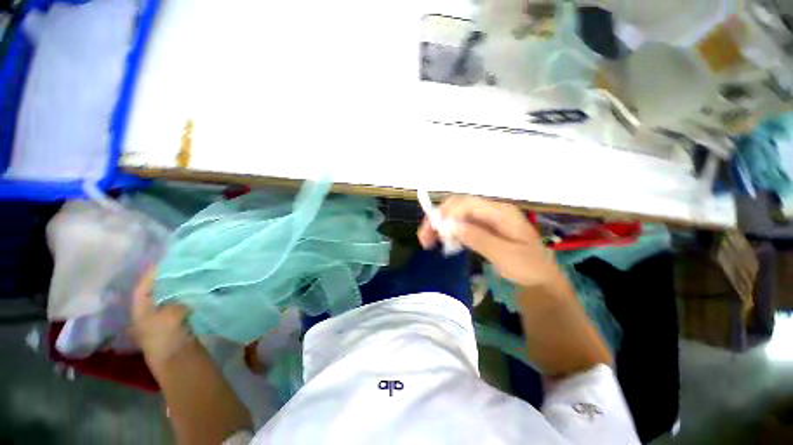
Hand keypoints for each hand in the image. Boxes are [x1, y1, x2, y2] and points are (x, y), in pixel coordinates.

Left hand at [131, 268, 191, 364]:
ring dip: (181, 289)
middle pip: (157, 294)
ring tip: (194, 276)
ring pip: (172, 300)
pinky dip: (191, 299)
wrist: (182, 364)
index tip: (167, 260)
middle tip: (184, 266)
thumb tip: (187, 292)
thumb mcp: (169, 316)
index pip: (143, 289)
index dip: (152, 274)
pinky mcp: (181, 327)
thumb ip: (176, 300)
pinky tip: (201, 292)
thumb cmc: (168, 339)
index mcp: (141, 314)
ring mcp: (166, 323)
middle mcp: (150, 317)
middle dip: (168, 280)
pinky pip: (185, 307)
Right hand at [418, 196, 560, 288]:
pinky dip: (449, 232)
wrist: (540, 278)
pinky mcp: (482, 227)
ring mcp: (486, 218)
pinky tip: (443, 242)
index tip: (433, 231)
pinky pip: (461, 225)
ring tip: (428, 241)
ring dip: (440, 225)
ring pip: (456, 215)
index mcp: (500, 212)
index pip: (467, 203)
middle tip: (424, 236)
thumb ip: (477, 238)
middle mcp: (491, 210)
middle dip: (438, 218)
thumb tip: (450, 226)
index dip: (447, 213)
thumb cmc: (527, 267)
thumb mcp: (504, 254)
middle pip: (458, 206)